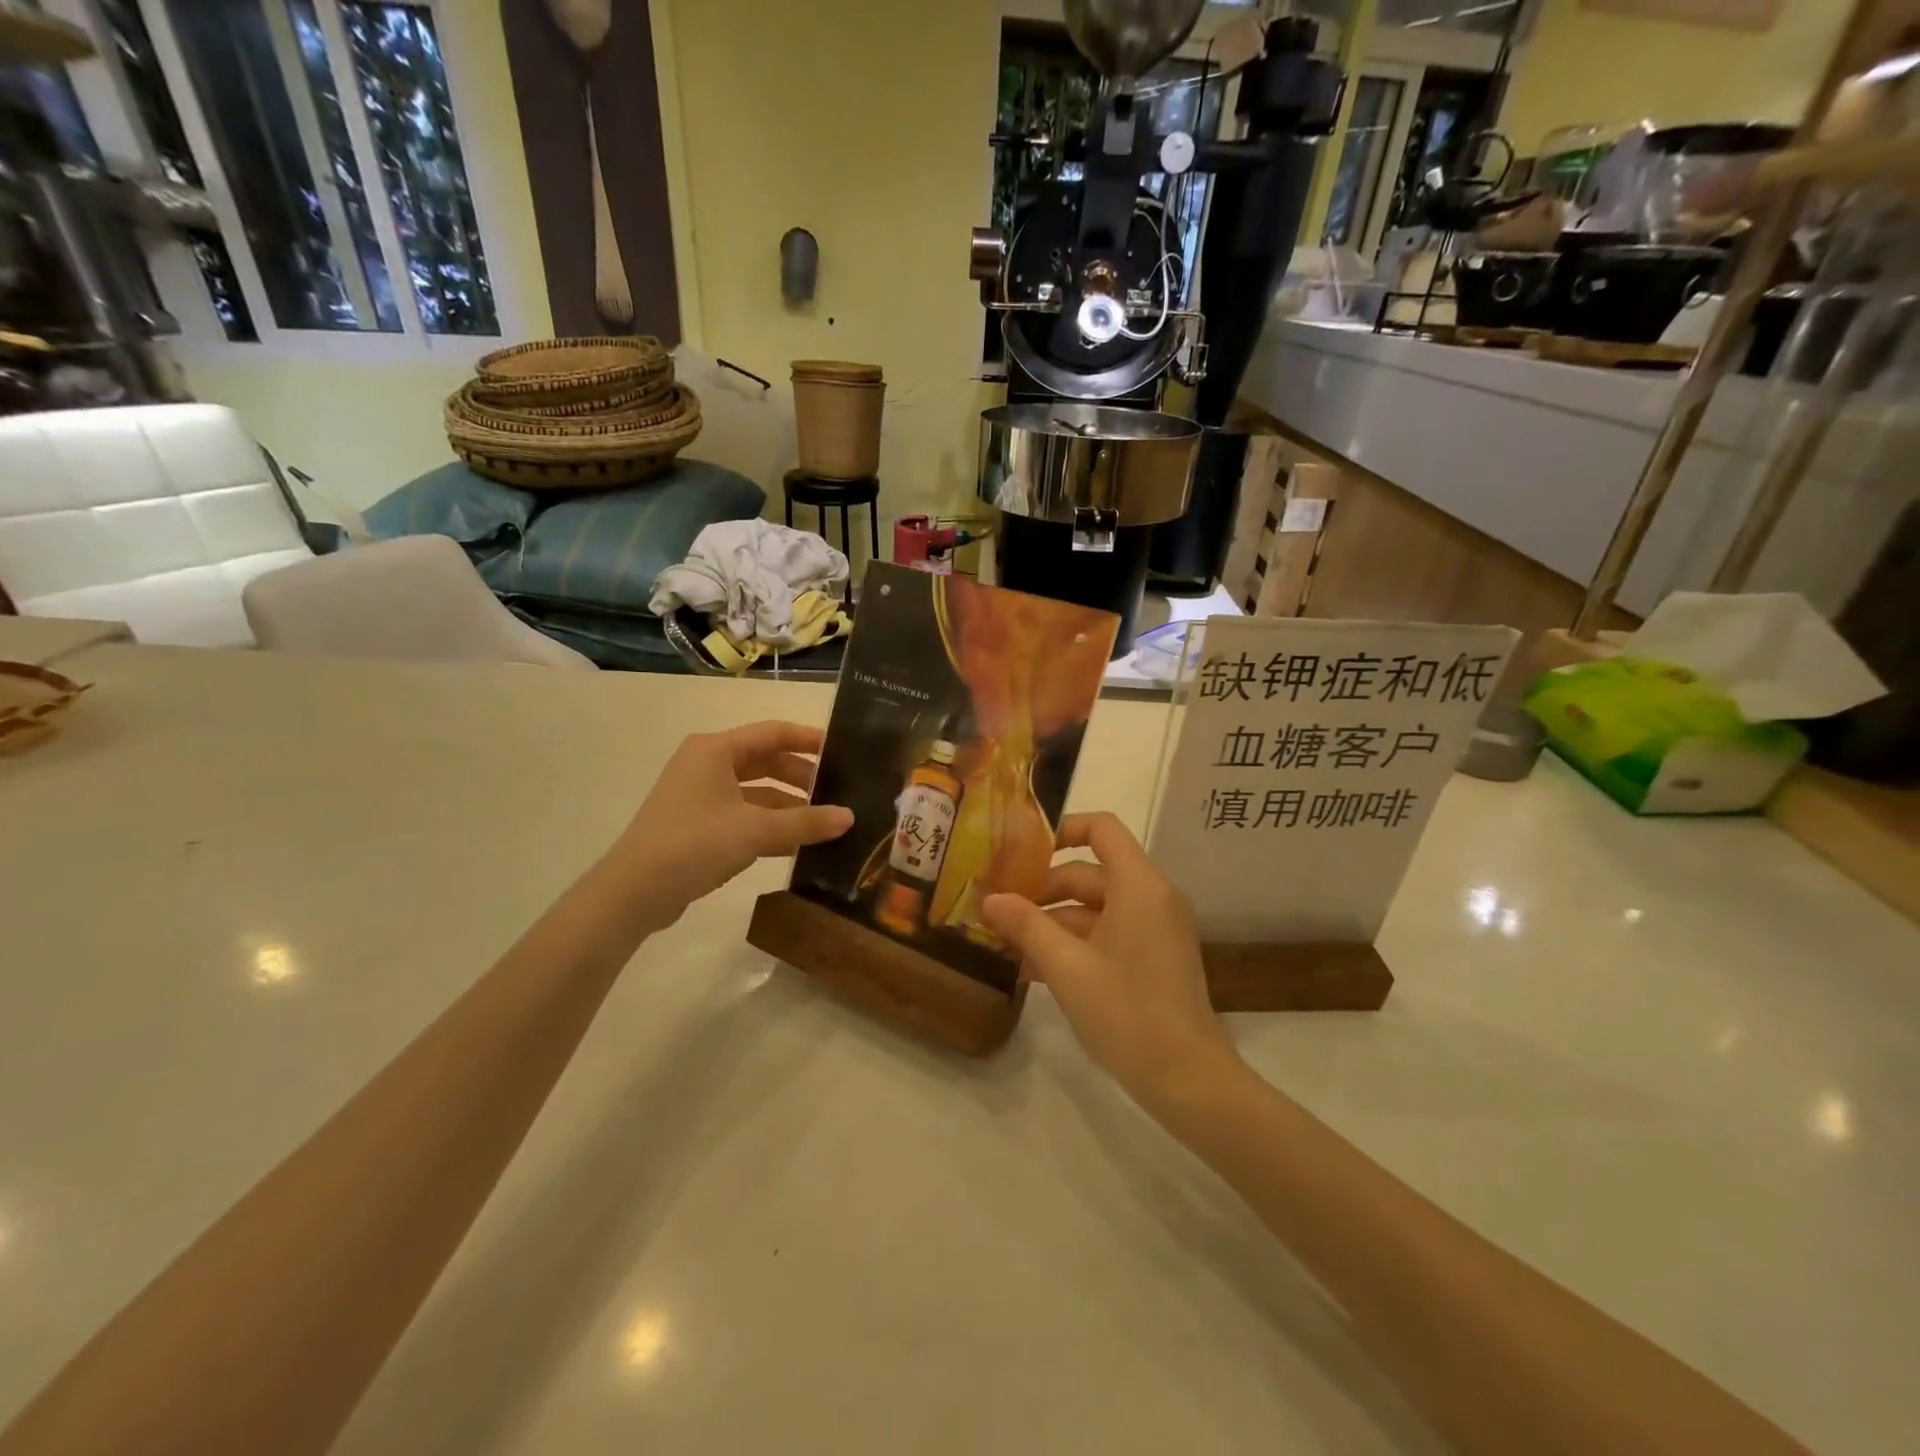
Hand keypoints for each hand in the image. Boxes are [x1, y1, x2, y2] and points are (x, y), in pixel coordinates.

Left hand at [607, 721, 852, 925]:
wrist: (634, 892)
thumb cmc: (694, 844)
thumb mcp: (756, 830)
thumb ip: (805, 822)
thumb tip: (849, 817)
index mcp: (716, 750)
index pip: (773, 733)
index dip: (810, 740)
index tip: (844, 751)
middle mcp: (706, 765)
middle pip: (766, 761)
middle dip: (802, 777)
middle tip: (839, 792)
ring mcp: (700, 796)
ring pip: (756, 791)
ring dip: (788, 805)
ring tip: (824, 822)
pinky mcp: (697, 825)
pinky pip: (743, 815)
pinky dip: (770, 825)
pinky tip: (797, 844)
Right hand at [982, 813, 1237, 1104]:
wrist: (1187, 1079)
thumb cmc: (1126, 1012)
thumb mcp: (1066, 967)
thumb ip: (1026, 926)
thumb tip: (989, 899)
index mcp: (1139, 885)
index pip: (1101, 828)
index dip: (1061, 830)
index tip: (1022, 852)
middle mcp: (1152, 897)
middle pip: (1090, 873)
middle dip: (1043, 890)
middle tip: (999, 909)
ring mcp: (1156, 928)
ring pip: (1096, 908)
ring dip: (1053, 922)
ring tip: (1007, 944)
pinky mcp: (1154, 956)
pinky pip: (1109, 933)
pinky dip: (1075, 943)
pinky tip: (1034, 969)